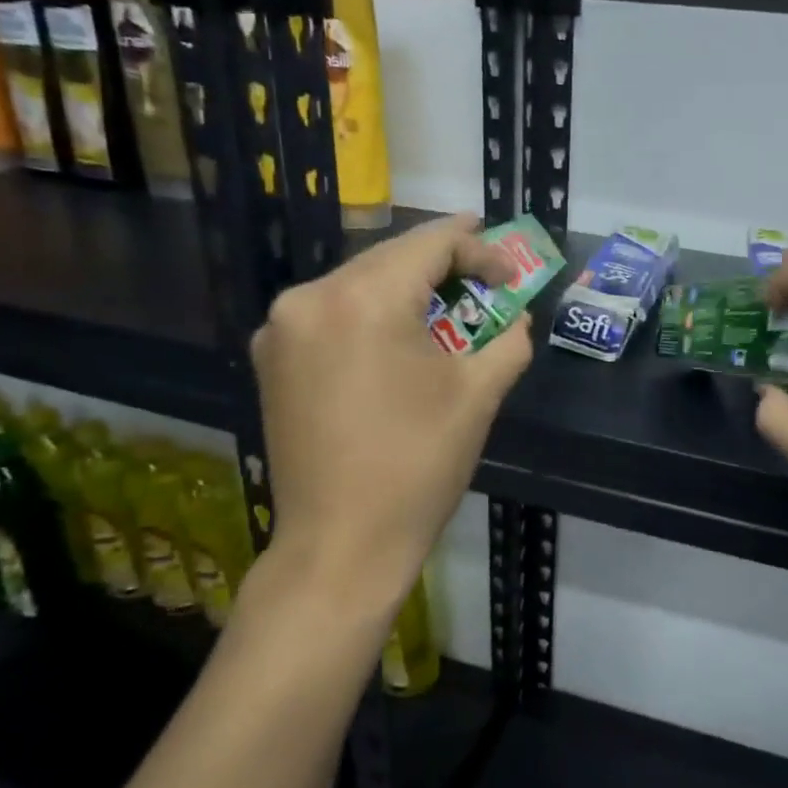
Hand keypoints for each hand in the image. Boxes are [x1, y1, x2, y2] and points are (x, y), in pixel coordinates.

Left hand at [246, 215, 532, 628]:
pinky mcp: (271, 359)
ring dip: (406, 289)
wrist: (341, 544)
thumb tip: (516, 318)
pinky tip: (397, 338)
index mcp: (364, 299)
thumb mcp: (478, 395)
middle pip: (390, 258)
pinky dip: (370, 314)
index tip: (512, 272)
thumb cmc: (418, 466)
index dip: (480, 248)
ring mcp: (281, 328)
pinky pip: (331, 314)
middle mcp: (310, 297)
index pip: (430, 243)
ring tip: (448, 307)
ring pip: (357, 283)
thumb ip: (508, 340)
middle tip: (487, 278)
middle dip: (444, 265)